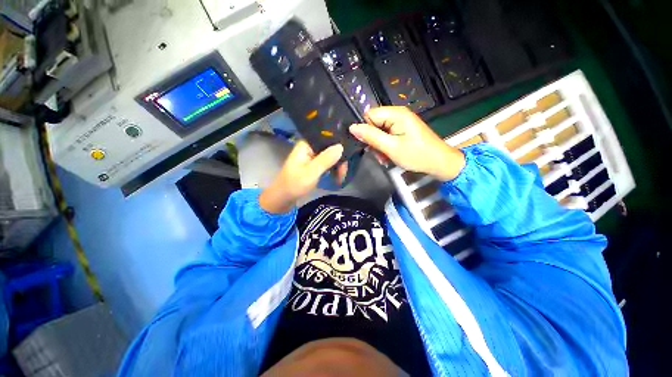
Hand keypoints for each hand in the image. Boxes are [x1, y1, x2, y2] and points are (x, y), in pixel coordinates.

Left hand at [260, 141, 345, 213]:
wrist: (283, 198)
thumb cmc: (294, 184)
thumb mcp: (311, 172)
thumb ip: (325, 159)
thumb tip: (341, 146)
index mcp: (306, 144)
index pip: (326, 137)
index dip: (339, 143)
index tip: (349, 153)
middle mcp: (310, 147)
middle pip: (330, 147)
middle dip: (339, 158)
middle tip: (344, 173)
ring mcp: (312, 156)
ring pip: (330, 156)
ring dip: (337, 165)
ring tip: (342, 177)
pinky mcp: (314, 165)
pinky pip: (327, 163)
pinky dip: (333, 169)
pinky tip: (338, 176)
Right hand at [349, 106, 465, 180]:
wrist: (439, 162)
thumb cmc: (417, 155)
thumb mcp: (391, 147)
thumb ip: (371, 137)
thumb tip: (352, 127)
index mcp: (396, 114)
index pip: (369, 115)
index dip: (365, 129)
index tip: (366, 144)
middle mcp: (397, 114)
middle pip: (374, 123)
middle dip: (372, 140)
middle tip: (378, 154)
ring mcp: (400, 122)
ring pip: (379, 131)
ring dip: (378, 146)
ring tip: (384, 158)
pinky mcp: (402, 130)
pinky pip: (386, 136)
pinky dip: (385, 146)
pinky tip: (388, 156)